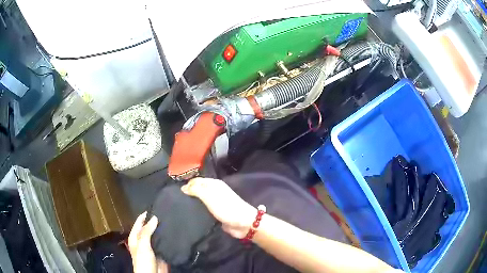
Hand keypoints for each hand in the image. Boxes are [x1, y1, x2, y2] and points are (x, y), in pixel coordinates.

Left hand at [128, 212, 167, 272]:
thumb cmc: (143, 260)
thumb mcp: (143, 244)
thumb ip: (147, 231)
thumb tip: (154, 217)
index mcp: (135, 237)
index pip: (140, 222)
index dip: (146, 215)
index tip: (156, 206)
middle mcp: (143, 240)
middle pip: (149, 228)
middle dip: (156, 222)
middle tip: (167, 213)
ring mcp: (152, 246)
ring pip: (157, 235)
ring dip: (163, 230)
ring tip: (172, 220)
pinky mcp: (161, 252)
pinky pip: (164, 243)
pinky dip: (168, 238)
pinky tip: (175, 233)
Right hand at [181, 177, 256, 238]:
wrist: (242, 223)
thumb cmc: (226, 207)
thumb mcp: (209, 196)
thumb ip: (196, 190)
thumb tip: (183, 187)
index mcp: (214, 184)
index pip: (196, 180)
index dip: (187, 183)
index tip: (175, 190)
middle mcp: (214, 191)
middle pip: (198, 189)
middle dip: (188, 193)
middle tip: (174, 199)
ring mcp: (215, 202)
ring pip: (200, 200)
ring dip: (192, 202)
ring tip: (179, 206)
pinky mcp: (215, 213)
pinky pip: (203, 209)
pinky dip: (197, 210)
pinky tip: (189, 213)